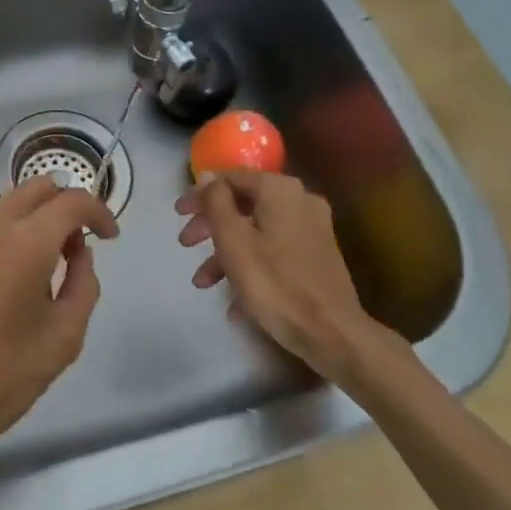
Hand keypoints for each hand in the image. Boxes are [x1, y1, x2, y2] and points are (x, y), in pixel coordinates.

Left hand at [0, 176, 117, 471]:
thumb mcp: (62, 341)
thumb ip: (82, 287)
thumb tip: (79, 255)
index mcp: (26, 243)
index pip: (72, 201)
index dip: (98, 212)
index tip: (108, 237)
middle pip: (36, 189)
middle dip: (64, 207)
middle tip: (74, 247)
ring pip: (4, 208)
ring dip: (31, 223)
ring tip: (38, 269)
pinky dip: (0, 242)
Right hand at [175, 170, 379, 381]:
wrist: (332, 333)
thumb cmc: (275, 283)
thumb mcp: (233, 240)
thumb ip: (216, 202)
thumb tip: (208, 176)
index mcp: (280, 190)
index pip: (229, 180)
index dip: (199, 195)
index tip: (178, 214)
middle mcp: (300, 201)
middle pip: (243, 205)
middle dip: (211, 227)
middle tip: (185, 244)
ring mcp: (312, 230)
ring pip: (257, 232)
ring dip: (227, 253)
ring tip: (203, 283)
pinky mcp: (317, 257)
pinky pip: (274, 252)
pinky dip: (251, 267)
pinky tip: (234, 302)